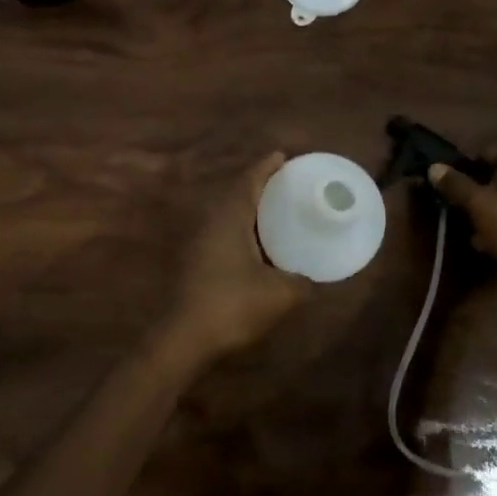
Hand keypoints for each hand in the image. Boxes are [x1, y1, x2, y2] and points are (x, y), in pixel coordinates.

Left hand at [163, 153, 313, 362]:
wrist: (183, 339)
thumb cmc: (231, 305)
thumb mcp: (279, 294)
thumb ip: (301, 282)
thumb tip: (313, 280)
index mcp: (229, 217)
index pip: (248, 180)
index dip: (265, 167)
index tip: (282, 156)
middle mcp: (211, 222)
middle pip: (236, 193)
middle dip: (260, 186)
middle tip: (286, 184)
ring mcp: (199, 243)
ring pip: (227, 215)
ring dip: (249, 209)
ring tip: (276, 211)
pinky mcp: (195, 263)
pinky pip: (223, 233)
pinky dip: (242, 230)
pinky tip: (258, 246)